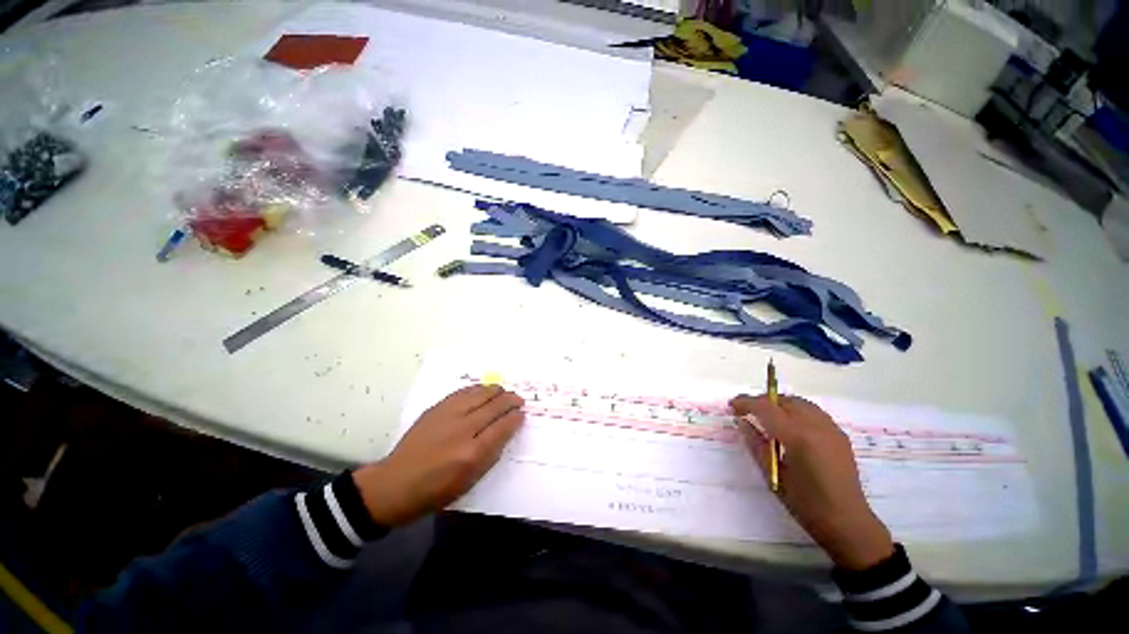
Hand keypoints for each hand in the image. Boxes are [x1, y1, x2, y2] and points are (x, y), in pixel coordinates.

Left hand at [353, 385, 524, 526]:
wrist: (395, 483)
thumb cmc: (435, 490)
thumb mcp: (470, 481)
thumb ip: (491, 454)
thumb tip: (506, 431)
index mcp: (473, 453)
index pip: (503, 426)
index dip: (516, 418)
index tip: (522, 414)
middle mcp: (463, 429)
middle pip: (495, 406)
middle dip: (511, 400)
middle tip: (518, 400)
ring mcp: (448, 415)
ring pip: (480, 394)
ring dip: (496, 391)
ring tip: (504, 392)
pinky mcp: (437, 408)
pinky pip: (463, 392)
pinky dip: (478, 389)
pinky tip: (484, 390)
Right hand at [731, 394, 893, 570]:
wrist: (848, 523)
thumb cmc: (806, 504)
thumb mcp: (773, 474)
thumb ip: (756, 444)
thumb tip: (742, 422)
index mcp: (798, 437)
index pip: (766, 408)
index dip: (746, 402)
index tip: (732, 405)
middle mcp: (816, 427)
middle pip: (784, 401)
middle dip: (763, 401)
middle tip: (747, 411)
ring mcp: (831, 429)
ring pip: (800, 403)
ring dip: (780, 404)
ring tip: (767, 416)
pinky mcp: (840, 435)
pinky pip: (813, 412)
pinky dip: (796, 411)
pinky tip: (790, 425)